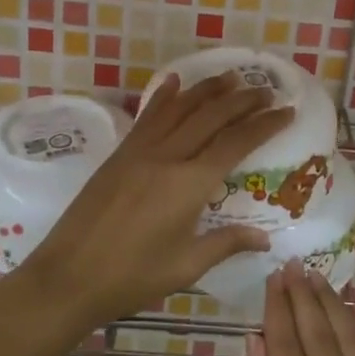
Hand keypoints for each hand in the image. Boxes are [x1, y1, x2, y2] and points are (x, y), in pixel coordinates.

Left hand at [19, 71, 291, 327]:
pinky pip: (149, 116)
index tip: (286, 111)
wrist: (68, 276)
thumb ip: (226, 244)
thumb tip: (265, 238)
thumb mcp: (185, 266)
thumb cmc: (131, 277)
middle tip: (266, 91)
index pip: (236, 143)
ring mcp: (140, 150)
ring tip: (232, 78)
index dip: (264, 125)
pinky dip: (165, 96)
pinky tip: (175, 81)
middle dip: (243, 100)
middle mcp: (168, 156)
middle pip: (212, 116)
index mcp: (189, 184)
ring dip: (208, 90)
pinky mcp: (120, 153)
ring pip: (181, 108)